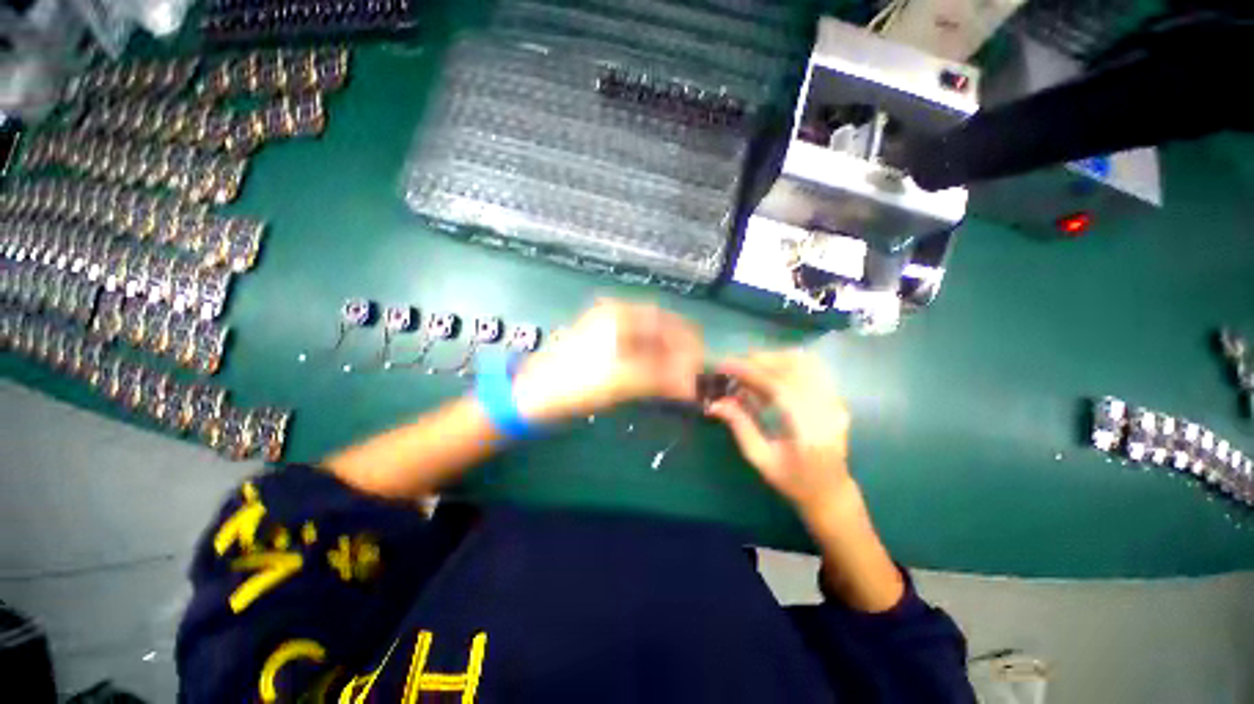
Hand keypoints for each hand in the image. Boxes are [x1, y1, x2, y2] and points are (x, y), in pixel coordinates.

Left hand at [512, 300, 703, 423]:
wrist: (536, 395)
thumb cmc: (578, 381)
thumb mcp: (623, 379)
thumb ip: (662, 378)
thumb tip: (694, 384)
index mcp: (619, 315)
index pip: (662, 319)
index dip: (685, 337)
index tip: (700, 356)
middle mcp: (614, 318)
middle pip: (656, 330)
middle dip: (676, 350)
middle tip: (692, 371)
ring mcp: (606, 333)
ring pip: (646, 343)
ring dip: (664, 359)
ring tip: (679, 378)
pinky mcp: (602, 350)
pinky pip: (634, 353)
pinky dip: (649, 365)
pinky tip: (658, 379)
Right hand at [706, 351, 853, 516]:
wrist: (831, 491)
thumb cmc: (793, 481)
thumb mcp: (760, 458)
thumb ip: (739, 426)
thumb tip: (715, 402)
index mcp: (808, 430)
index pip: (778, 387)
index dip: (749, 372)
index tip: (724, 365)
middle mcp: (827, 410)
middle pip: (792, 368)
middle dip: (758, 360)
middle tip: (732, 364)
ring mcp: (835, 401)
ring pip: (804, 362)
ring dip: (773, 357)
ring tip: (748, 364)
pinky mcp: (835, 397)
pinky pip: (812, 368)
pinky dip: (788, 361)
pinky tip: (771, 367)